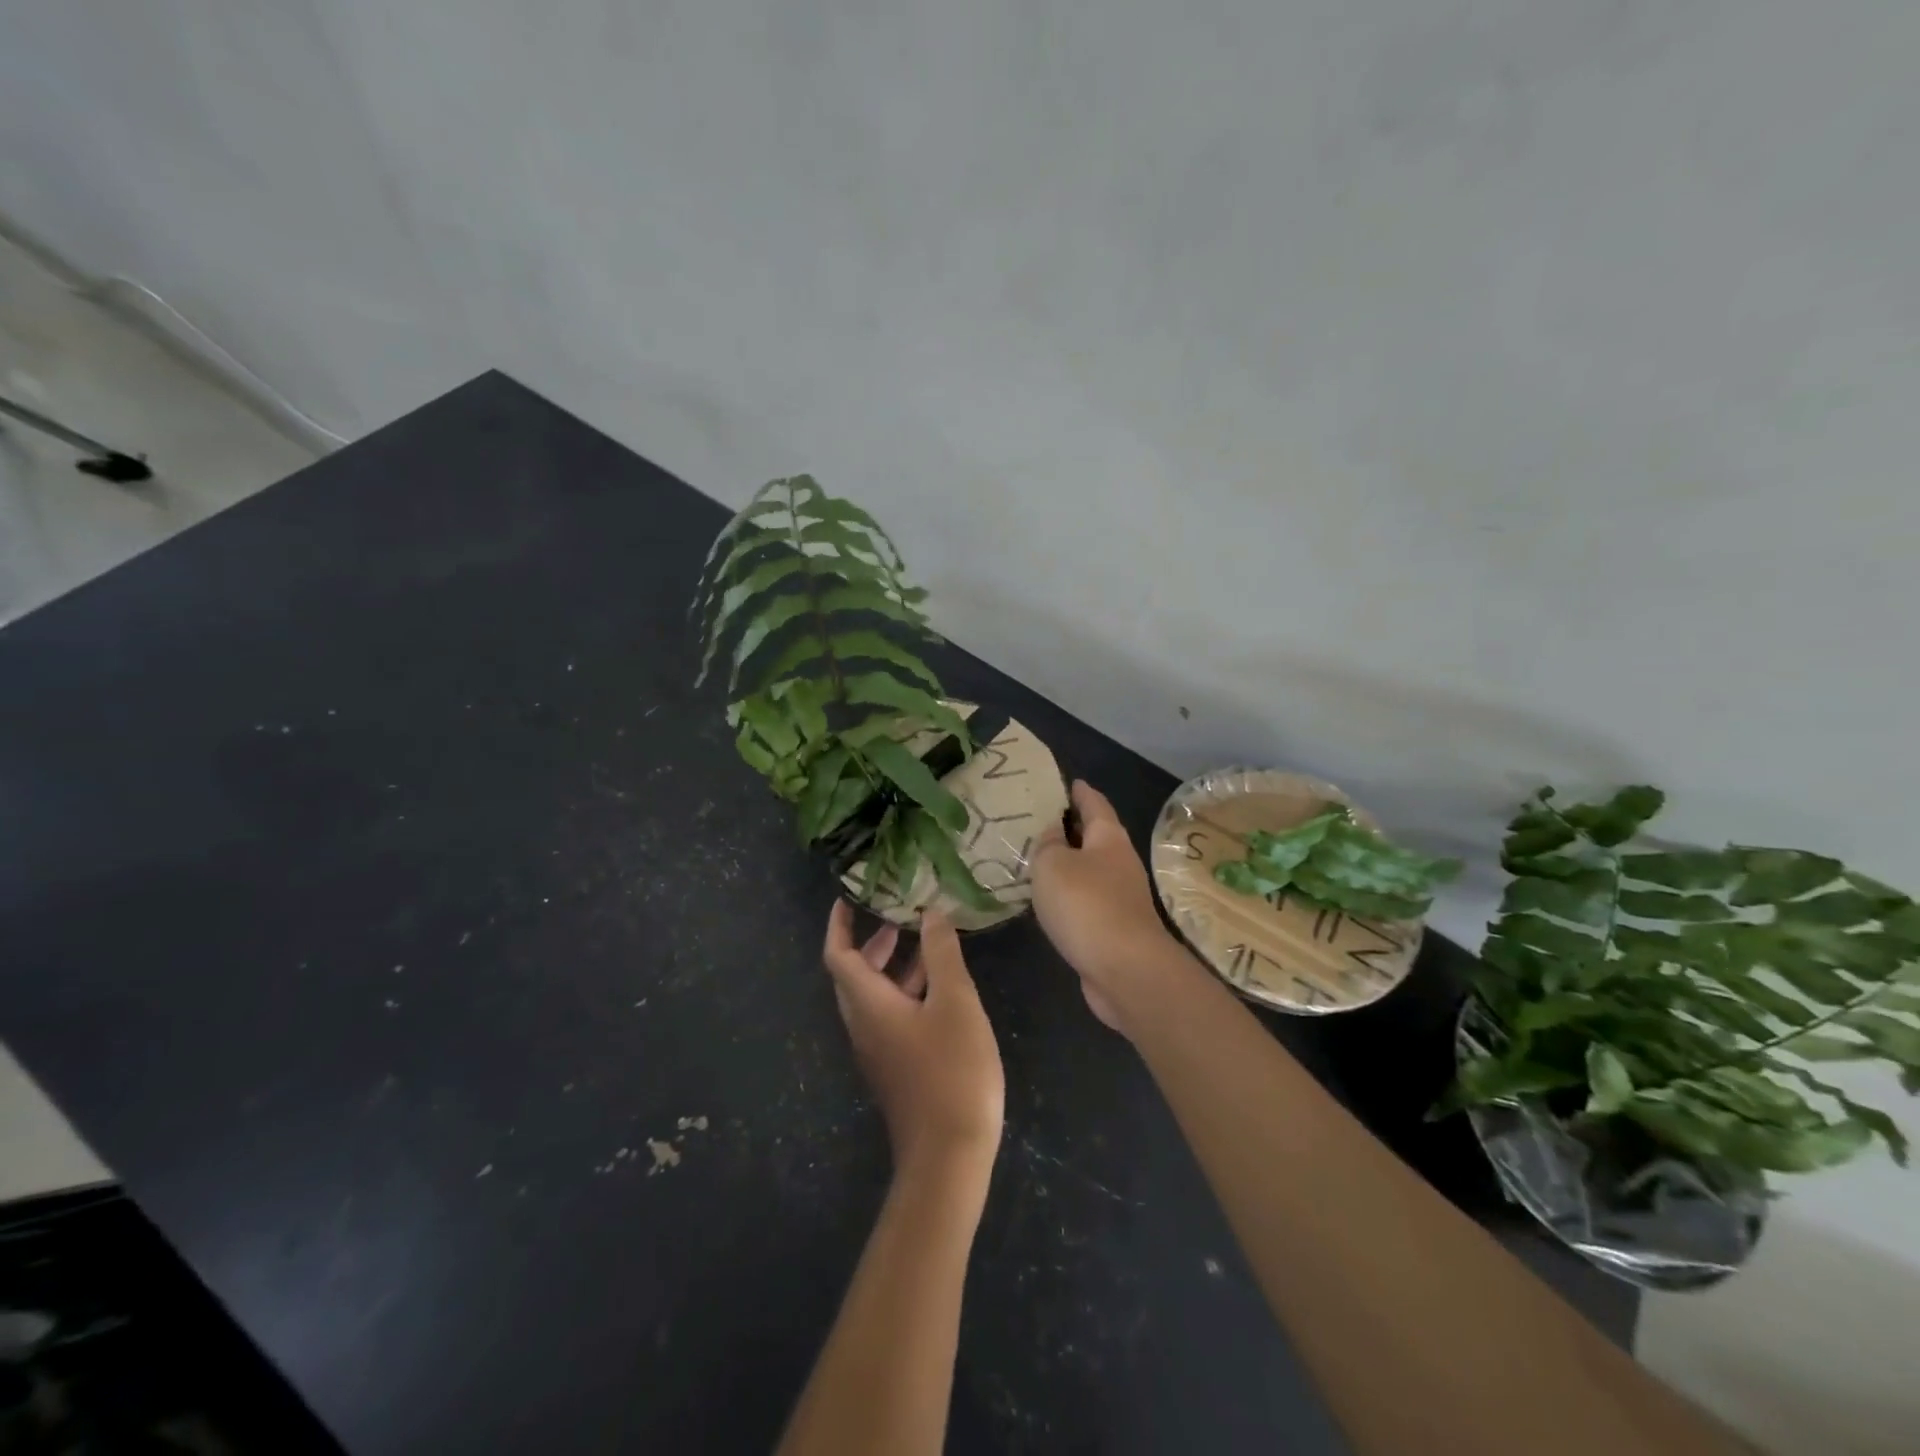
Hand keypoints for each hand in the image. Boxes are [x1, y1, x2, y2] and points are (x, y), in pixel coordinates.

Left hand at [823, 901, 1004, 1187]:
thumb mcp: (954, 1002)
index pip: (838, 955)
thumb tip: (930, 913)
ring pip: (874, 997)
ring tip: (928, 945)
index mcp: (868, 1005)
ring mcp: (879, 1050)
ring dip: (893, 967)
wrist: (948, 1156)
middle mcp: (864, 1025)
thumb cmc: (951, 1071)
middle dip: (872, 942)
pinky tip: (942, 989)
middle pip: (853, 974)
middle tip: (899, 917)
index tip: (851, 898)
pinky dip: (907, 992)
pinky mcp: (896, 1067)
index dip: (839, 924)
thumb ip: (941, 954)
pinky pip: (890, 1016)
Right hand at [1029, 780, 1177, 1032]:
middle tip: (1040, 821)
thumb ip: (1048, 845)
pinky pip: (1087, 900)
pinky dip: (1070, 894)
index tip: (1069, 782)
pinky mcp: (1115, 928)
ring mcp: (1121, 897)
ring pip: (1090, 870)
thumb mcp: (1053, 865)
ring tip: (1038, 859)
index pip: (1095, 804)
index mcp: (1109, 838)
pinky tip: (1050, 900)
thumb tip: (1053, 833)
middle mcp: (1120, 862)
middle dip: (1072, 827)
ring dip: (1069, 864)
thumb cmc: (1086, 905)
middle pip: (1096, 836)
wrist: (1124, 970)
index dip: (1081, 792)